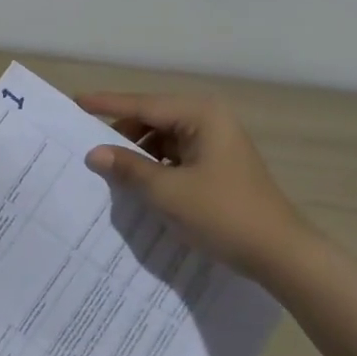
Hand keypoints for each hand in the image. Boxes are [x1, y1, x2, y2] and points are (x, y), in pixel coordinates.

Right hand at [78, 92, 311, 280]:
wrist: (280, 253)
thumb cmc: (223, 215)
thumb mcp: (168, 193)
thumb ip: (129, 169)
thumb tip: (95, 153)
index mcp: (201, 115)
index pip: (143, 104)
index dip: (107, 105)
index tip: (76, 101)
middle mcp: (209, 119)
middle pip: (153, 119)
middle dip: (123, 134)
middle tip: (88, 147)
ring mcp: (216, 142)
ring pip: (164, 139)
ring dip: (139, 154)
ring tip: (110, 170)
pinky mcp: (218, 164)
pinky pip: (176, 155)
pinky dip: (156, 166)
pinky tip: (139, 183)